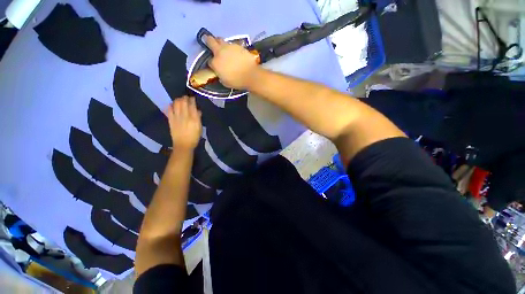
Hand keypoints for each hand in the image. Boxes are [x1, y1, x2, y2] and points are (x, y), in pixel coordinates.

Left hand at [166, 96, 201, 150]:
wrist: (183, 145)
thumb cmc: (194, 137)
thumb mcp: (199, 128)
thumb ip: (198, 118)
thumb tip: (197, 111)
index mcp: (194, 118)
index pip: (192, 105)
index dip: (192, 100)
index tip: (192, 98)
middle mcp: (185, 116)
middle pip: (183, 102)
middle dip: (184, 98)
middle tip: (186, 97)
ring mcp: (176, 117)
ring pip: (176, 104)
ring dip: (178, 100)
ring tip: (180, 100)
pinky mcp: (171, 120)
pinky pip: (169, 110)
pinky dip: (170, 105)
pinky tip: (172, 105)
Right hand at [206, 36, 259, 88]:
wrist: (251, 75)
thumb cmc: (237, 81)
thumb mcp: (225, 82)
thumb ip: (220, 75)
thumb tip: (220, 73)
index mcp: (215, 62)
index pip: (210, 61)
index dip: (212, 64)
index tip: (215, 66)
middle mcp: (220, 51)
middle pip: (210, 41)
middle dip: (208, 40)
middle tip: (209, 41)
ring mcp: (229, 46)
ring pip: (221, 40)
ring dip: (220, 43)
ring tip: (224, 49)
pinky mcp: (238, 45)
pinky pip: (232, 44)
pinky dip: (231, 48)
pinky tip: (235, 53)